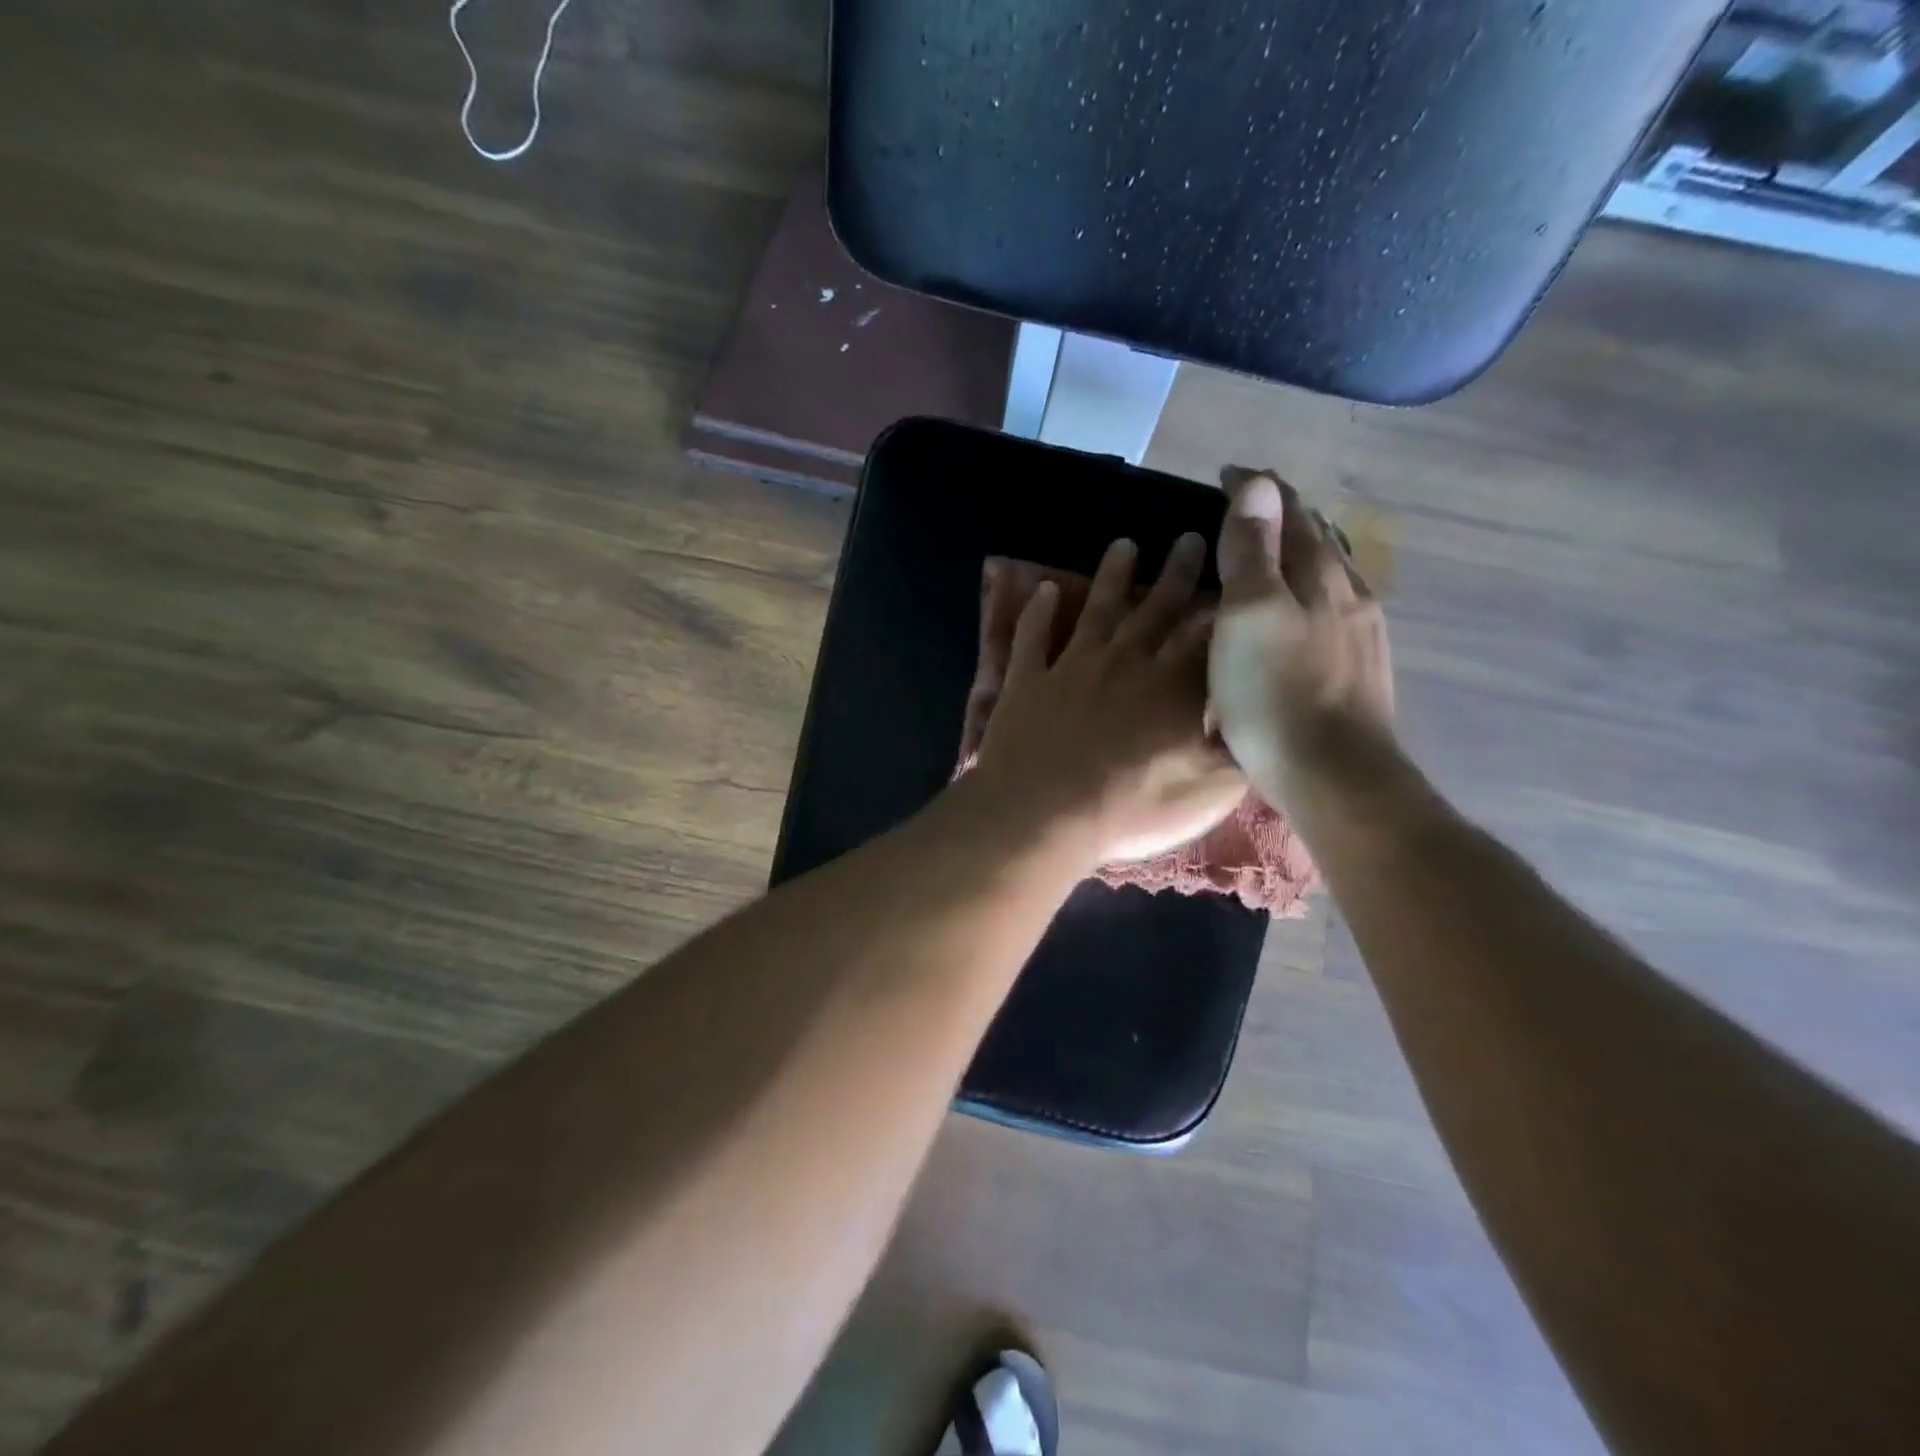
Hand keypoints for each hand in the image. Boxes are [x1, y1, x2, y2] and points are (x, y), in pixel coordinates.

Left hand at [971, 534, 1245, 866]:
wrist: (1042, 815)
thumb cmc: (1130, 810)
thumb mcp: (1206, 792)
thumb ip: (1235, 750)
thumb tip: (1258, 719)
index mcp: (1172, 687)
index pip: (1206, 635)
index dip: (1222, 604)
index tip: (1235, 572)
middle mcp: (1125, 663)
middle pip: (1156, 609)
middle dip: (1177, 572)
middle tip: (1190, 538)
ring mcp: (1072, 667)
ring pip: (1097, 609)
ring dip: (1111, 576)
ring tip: (1124, 545)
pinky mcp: (1027, 681)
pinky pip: (1032, 637)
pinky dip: (1037, 611)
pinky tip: (1042, 589)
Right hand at [1208, 472, 1395, 818]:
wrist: (1333, 776)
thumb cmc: (1275, 693)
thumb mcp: (1249, 614)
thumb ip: (1252, 549)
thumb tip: (1258, 482)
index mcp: (1320, 574)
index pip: (1291, 511)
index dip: (1258, 489)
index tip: (1225, 475)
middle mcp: (1350, 593)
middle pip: (1318, 537)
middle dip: (1284, 514)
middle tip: (1246, 507)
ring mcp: (1361, 633)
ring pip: (1332, 573)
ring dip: (1303, 551)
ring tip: (1275, 550)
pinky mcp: (1360, 668)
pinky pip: (1335, 608)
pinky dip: (1311, 591)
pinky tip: (1304, 611)